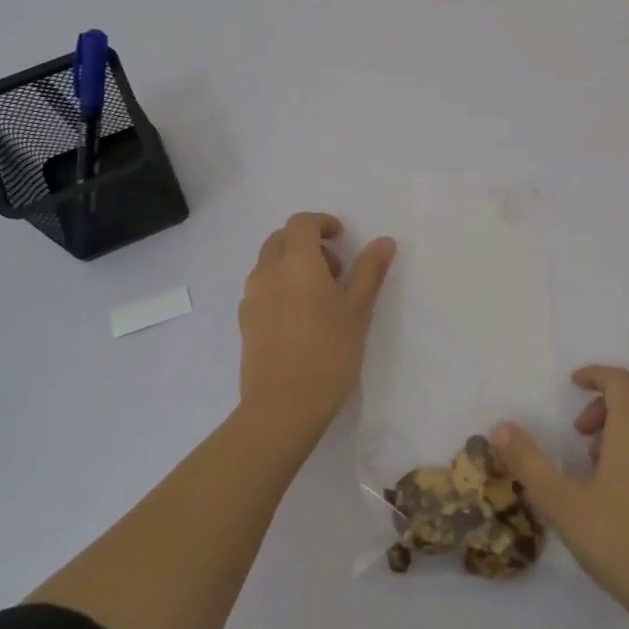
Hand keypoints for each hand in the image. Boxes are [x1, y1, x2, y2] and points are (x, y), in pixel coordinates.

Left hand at [238, 212, 395, 437]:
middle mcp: (267, 272)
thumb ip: (370, 271)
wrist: (283, 406)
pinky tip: (301, 318)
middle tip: (335, 269)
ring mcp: (251, 298)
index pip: (301, 223)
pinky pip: (262, 289)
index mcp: (296, 262)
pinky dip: (280, 287)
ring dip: (292, 265)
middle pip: (281, 239)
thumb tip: (384, 241)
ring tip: (320, 297)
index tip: (342, 238)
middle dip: (307, 243)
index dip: (322, 223)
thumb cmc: (329, 353)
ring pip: (269, 264)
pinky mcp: (245, 322)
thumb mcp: (359, 310)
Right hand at [494, 366, 628, 622]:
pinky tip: (622, 487)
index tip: (572, 385)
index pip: (619, 380)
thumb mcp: (562, 503)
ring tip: (595, 462)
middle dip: (607, 400)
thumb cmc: (617, 541)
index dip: (595, 375)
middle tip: (579, 431)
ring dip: (624, 423)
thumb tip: (500, 427)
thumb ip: (529, 462)